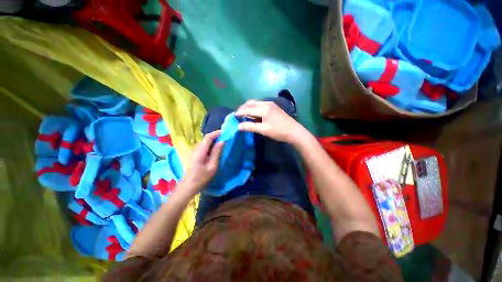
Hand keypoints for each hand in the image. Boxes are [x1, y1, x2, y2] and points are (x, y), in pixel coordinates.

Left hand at [181, 130, 223, 193]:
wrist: (188, 186)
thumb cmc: (201, 178)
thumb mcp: (212, 166)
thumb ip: (216, 153)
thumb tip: (222, 141)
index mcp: (200, 151)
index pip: (208, 137)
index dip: (216, 133)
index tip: (225, 132)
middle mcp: (196, 149)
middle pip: (206, 139)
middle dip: (216, 136)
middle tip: (226, 137)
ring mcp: (194, 152)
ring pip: (205, 142)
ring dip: (213, 140)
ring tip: (222, 142)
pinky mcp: (195, 155)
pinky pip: (204, 147)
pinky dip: (210, 145)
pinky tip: (216, 149)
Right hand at [235, 100, 306, 143]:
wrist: (294, 131)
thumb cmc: (278, 131)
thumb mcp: (263, 130)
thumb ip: (250, 127)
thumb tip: (238, 126)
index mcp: (263, 108)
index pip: (248, 109)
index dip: (239, 112)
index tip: (233, 116)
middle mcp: (266, 103)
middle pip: (251, 103)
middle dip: (243, 108)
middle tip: (238, 115)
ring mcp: (271, 104)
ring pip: (256, 103)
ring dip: (249, 108)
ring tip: (245, 115)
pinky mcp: (274, 107)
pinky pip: (261, 105)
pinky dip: (255, 108)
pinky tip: (254, 114)